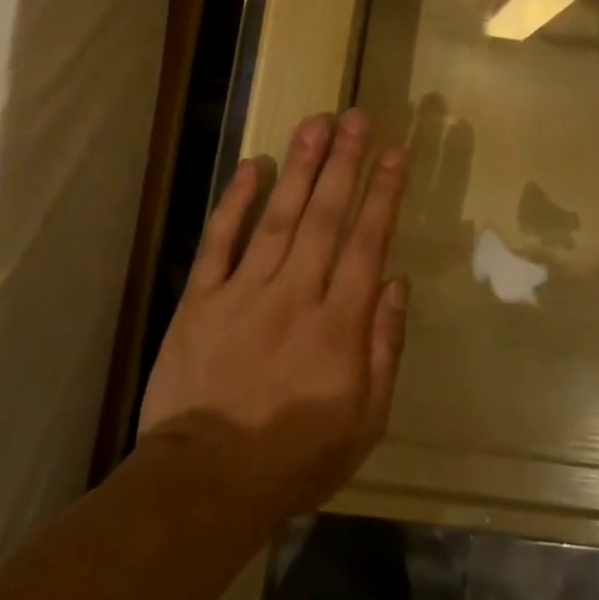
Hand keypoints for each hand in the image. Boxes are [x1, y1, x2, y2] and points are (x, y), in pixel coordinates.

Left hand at [138, 109, 408, 525]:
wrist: (205, 484)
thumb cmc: (295, 456)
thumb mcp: (365, 420)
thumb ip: (385, 347)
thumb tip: (397, 282)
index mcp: (340, 323)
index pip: (368, 241)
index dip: (384, 192)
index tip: (395, 152)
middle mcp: (296, 294)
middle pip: (325, 215)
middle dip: (344, 162)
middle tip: (356, 116)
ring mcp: (245, 292)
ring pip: (279, 217)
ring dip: (300, 166)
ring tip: (316, 122)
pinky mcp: (201, 299)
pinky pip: (220, 241)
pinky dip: (235, 202)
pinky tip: (252, 165)